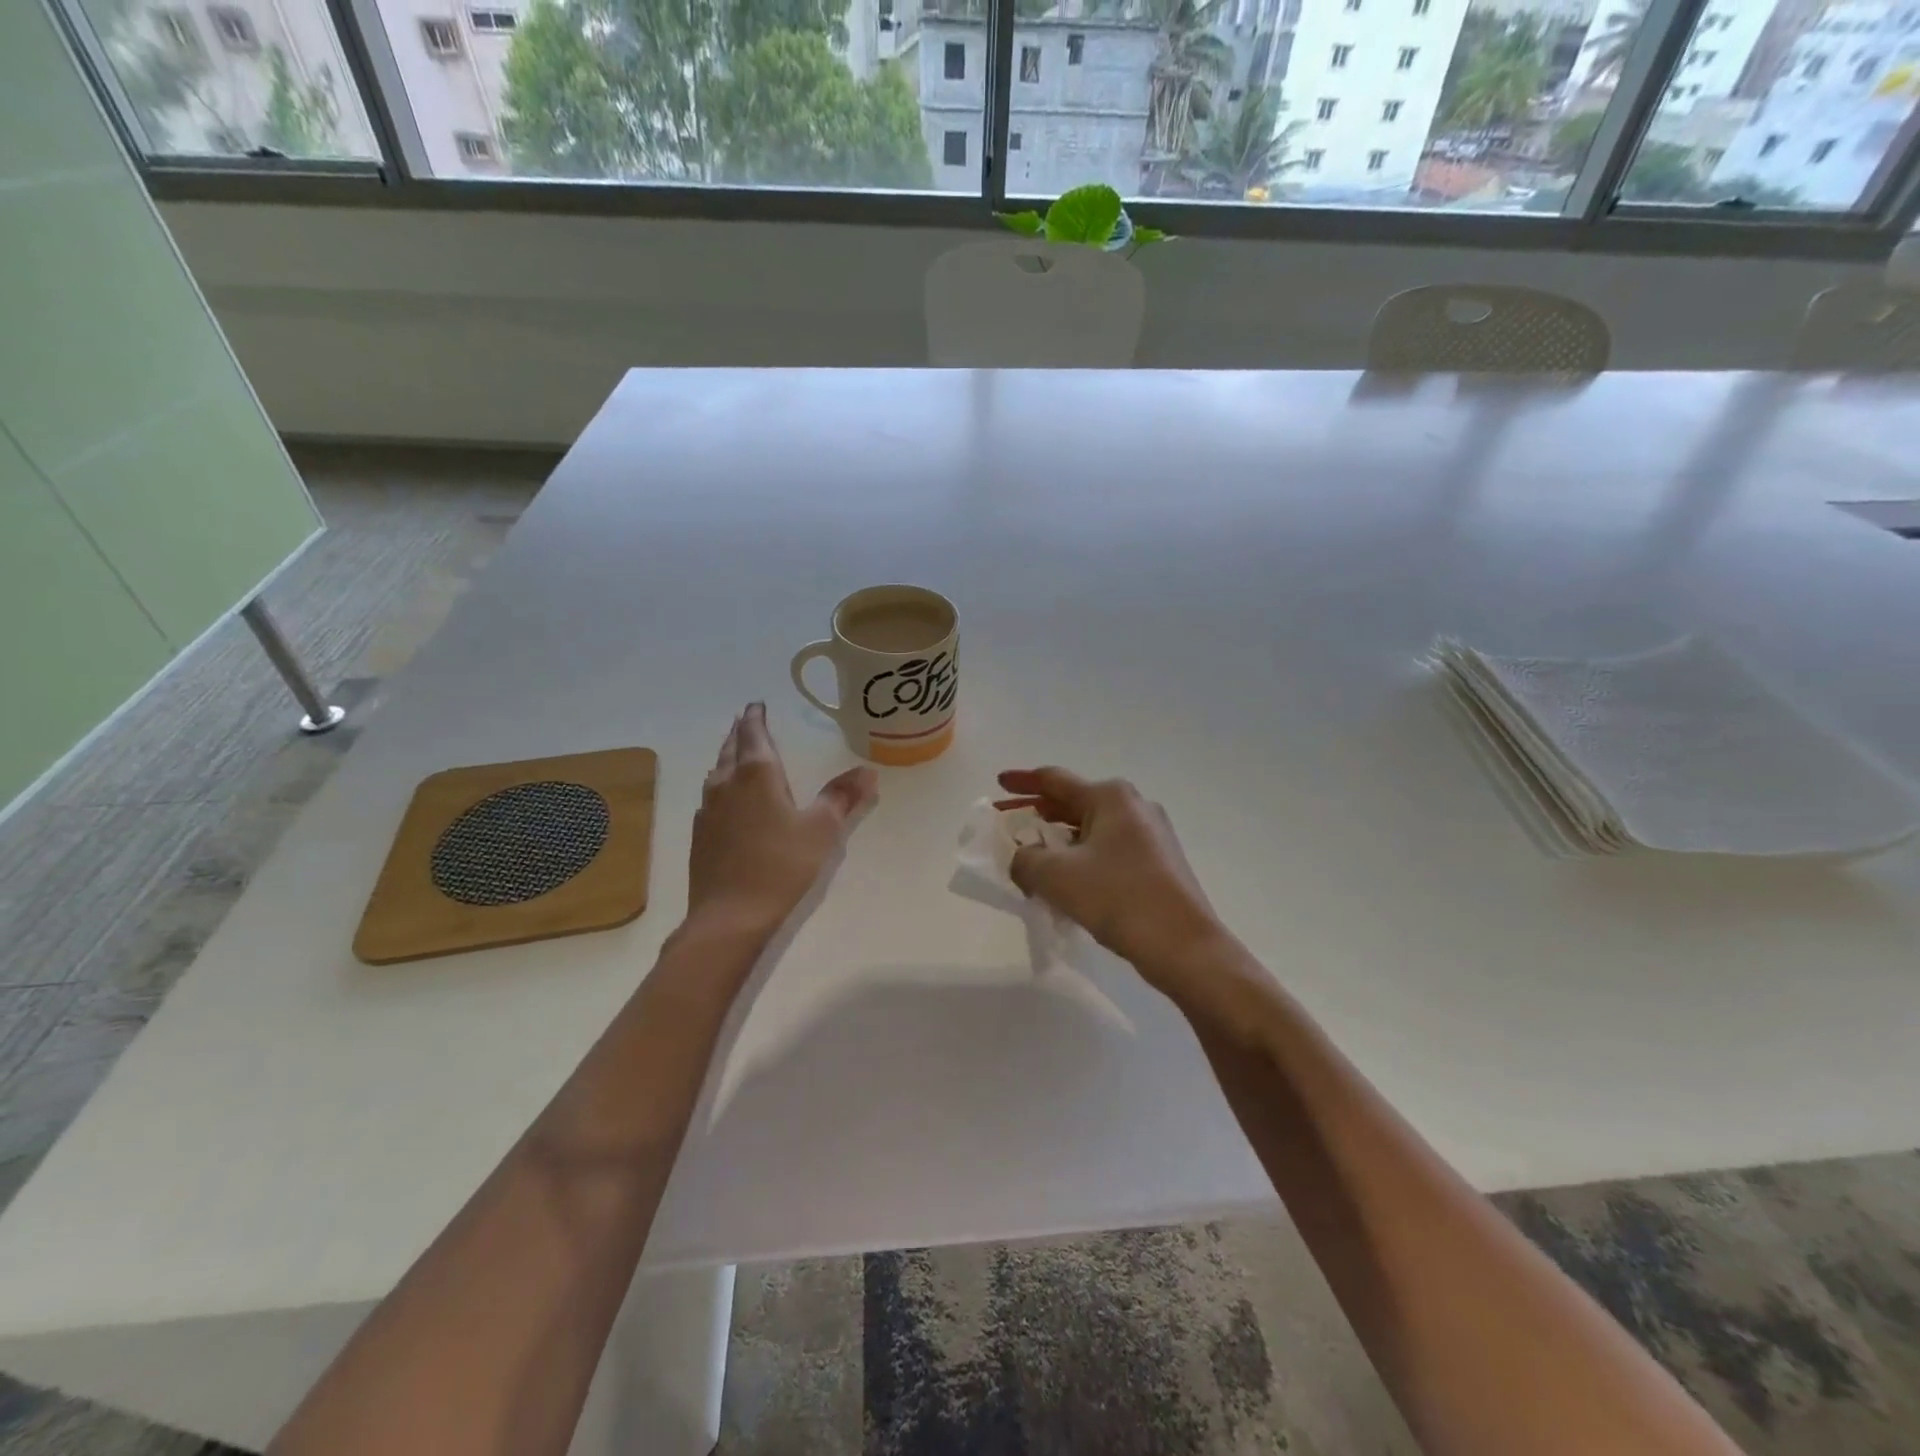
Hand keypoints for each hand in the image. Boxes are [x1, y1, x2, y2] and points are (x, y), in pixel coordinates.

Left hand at [688, 704, 878, 933]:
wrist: (729, 915)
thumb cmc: (781, 865)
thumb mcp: (821, 830)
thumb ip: (842, 797)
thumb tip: (867, 771)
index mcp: (757, 774)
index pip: (754, 734)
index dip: (755, 717)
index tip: (756, 705)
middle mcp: (727, 784)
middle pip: (730, 748)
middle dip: (739, 732)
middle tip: (745, 719)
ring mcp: (709, 810)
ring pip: (716, 771)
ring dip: (726, 756)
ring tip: (735, 751)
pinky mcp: (700, 834)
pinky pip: (710, 796)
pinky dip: (719, 785)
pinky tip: (724, 798)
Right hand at [997, 768, 1225, 977]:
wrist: (1184, 946)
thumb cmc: (1117, 897)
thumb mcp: (1055, 876)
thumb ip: (1025, 859)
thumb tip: (1025, 858)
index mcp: (1110, 797)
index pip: (1054, 780)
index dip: (1023, 782)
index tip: (999, 783)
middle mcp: (1134, 806)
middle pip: (1074, 802)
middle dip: (1040, 814)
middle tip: (1012, 825)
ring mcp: (1152, 834)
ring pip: (1093, 829)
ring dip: (1061, 840)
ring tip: (1034, 857)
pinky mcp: (1160, 862)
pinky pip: (1109, 850)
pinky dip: (1083, 857)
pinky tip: (1068, 881)